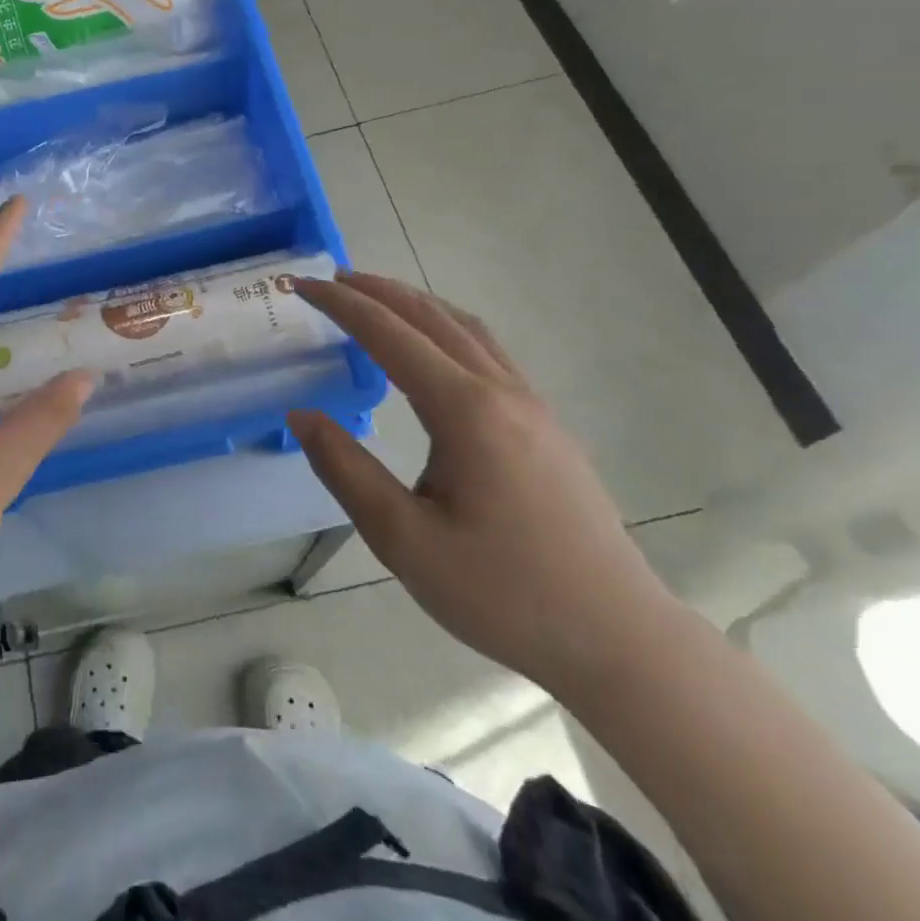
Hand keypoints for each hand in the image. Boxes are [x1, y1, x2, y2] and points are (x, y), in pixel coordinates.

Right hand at [287, 272, 681, 695]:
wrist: (618, 639)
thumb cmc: (504, 593)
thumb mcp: (405, 540)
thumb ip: (346, 470)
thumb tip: (301, 415)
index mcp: (464, 409)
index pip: (388, 333)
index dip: (341, 303)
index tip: (302, 285)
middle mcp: (501, 391)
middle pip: (431, 315)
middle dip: (376, 290)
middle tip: (331, 281)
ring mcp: (532, 405)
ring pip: (466, 328)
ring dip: (415, 304)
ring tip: (376, 301)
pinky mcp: (547, 426)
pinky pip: (488, 350)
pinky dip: (446, 328)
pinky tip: (435, 352)